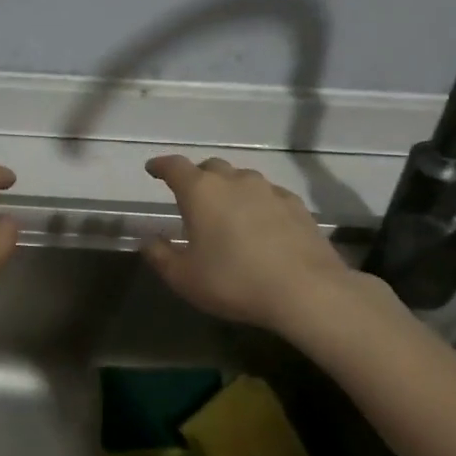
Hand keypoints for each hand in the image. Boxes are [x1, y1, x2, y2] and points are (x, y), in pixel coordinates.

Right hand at [142, 154, 358, 330]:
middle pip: (211, 168)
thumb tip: (148, 241)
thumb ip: (161, 256)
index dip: (161, 166)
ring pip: (242, 179)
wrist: (306, 290)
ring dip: (230, 190)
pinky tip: (261, 224)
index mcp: (201, 191)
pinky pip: (269, 195)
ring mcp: (269, 190)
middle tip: (191, 197)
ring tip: (227, 212)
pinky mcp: (296, 205)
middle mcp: (234, 181)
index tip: (153, 169)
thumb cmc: (235, 281)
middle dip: (197, 178)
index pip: (174, 166)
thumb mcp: (184, 278)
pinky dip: (257, 203)